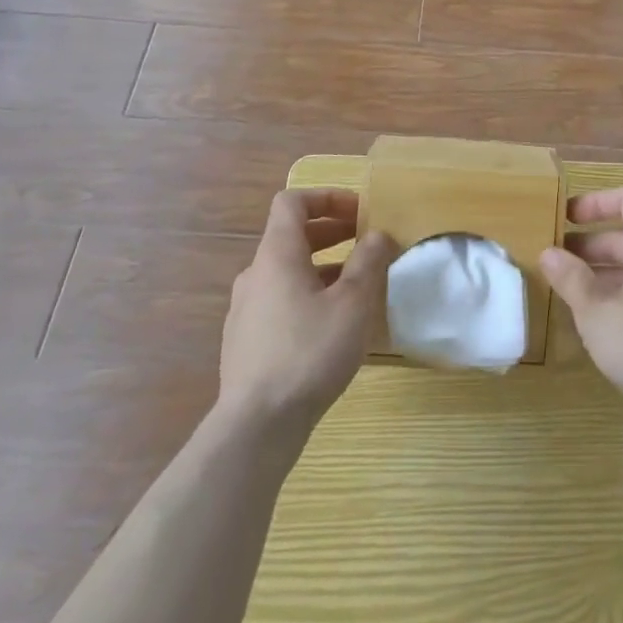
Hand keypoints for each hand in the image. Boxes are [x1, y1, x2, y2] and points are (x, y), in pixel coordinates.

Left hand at [217, 189, 396, 438]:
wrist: (256, 426)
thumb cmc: (309, 352)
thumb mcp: (353, 303)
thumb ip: (368, 262)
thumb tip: (378, 234)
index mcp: (277, 255)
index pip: (292, 202)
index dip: (326, 197)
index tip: (359, 211)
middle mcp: (255, 274)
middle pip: (291, 236)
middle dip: (332, 232)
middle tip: (367, 243)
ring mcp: (245, 310)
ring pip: (287, 272)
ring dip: (322, 267)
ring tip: (357, 287)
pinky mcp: (245, 341)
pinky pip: (280, 301)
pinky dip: (308, 295)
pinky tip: (332, 326)